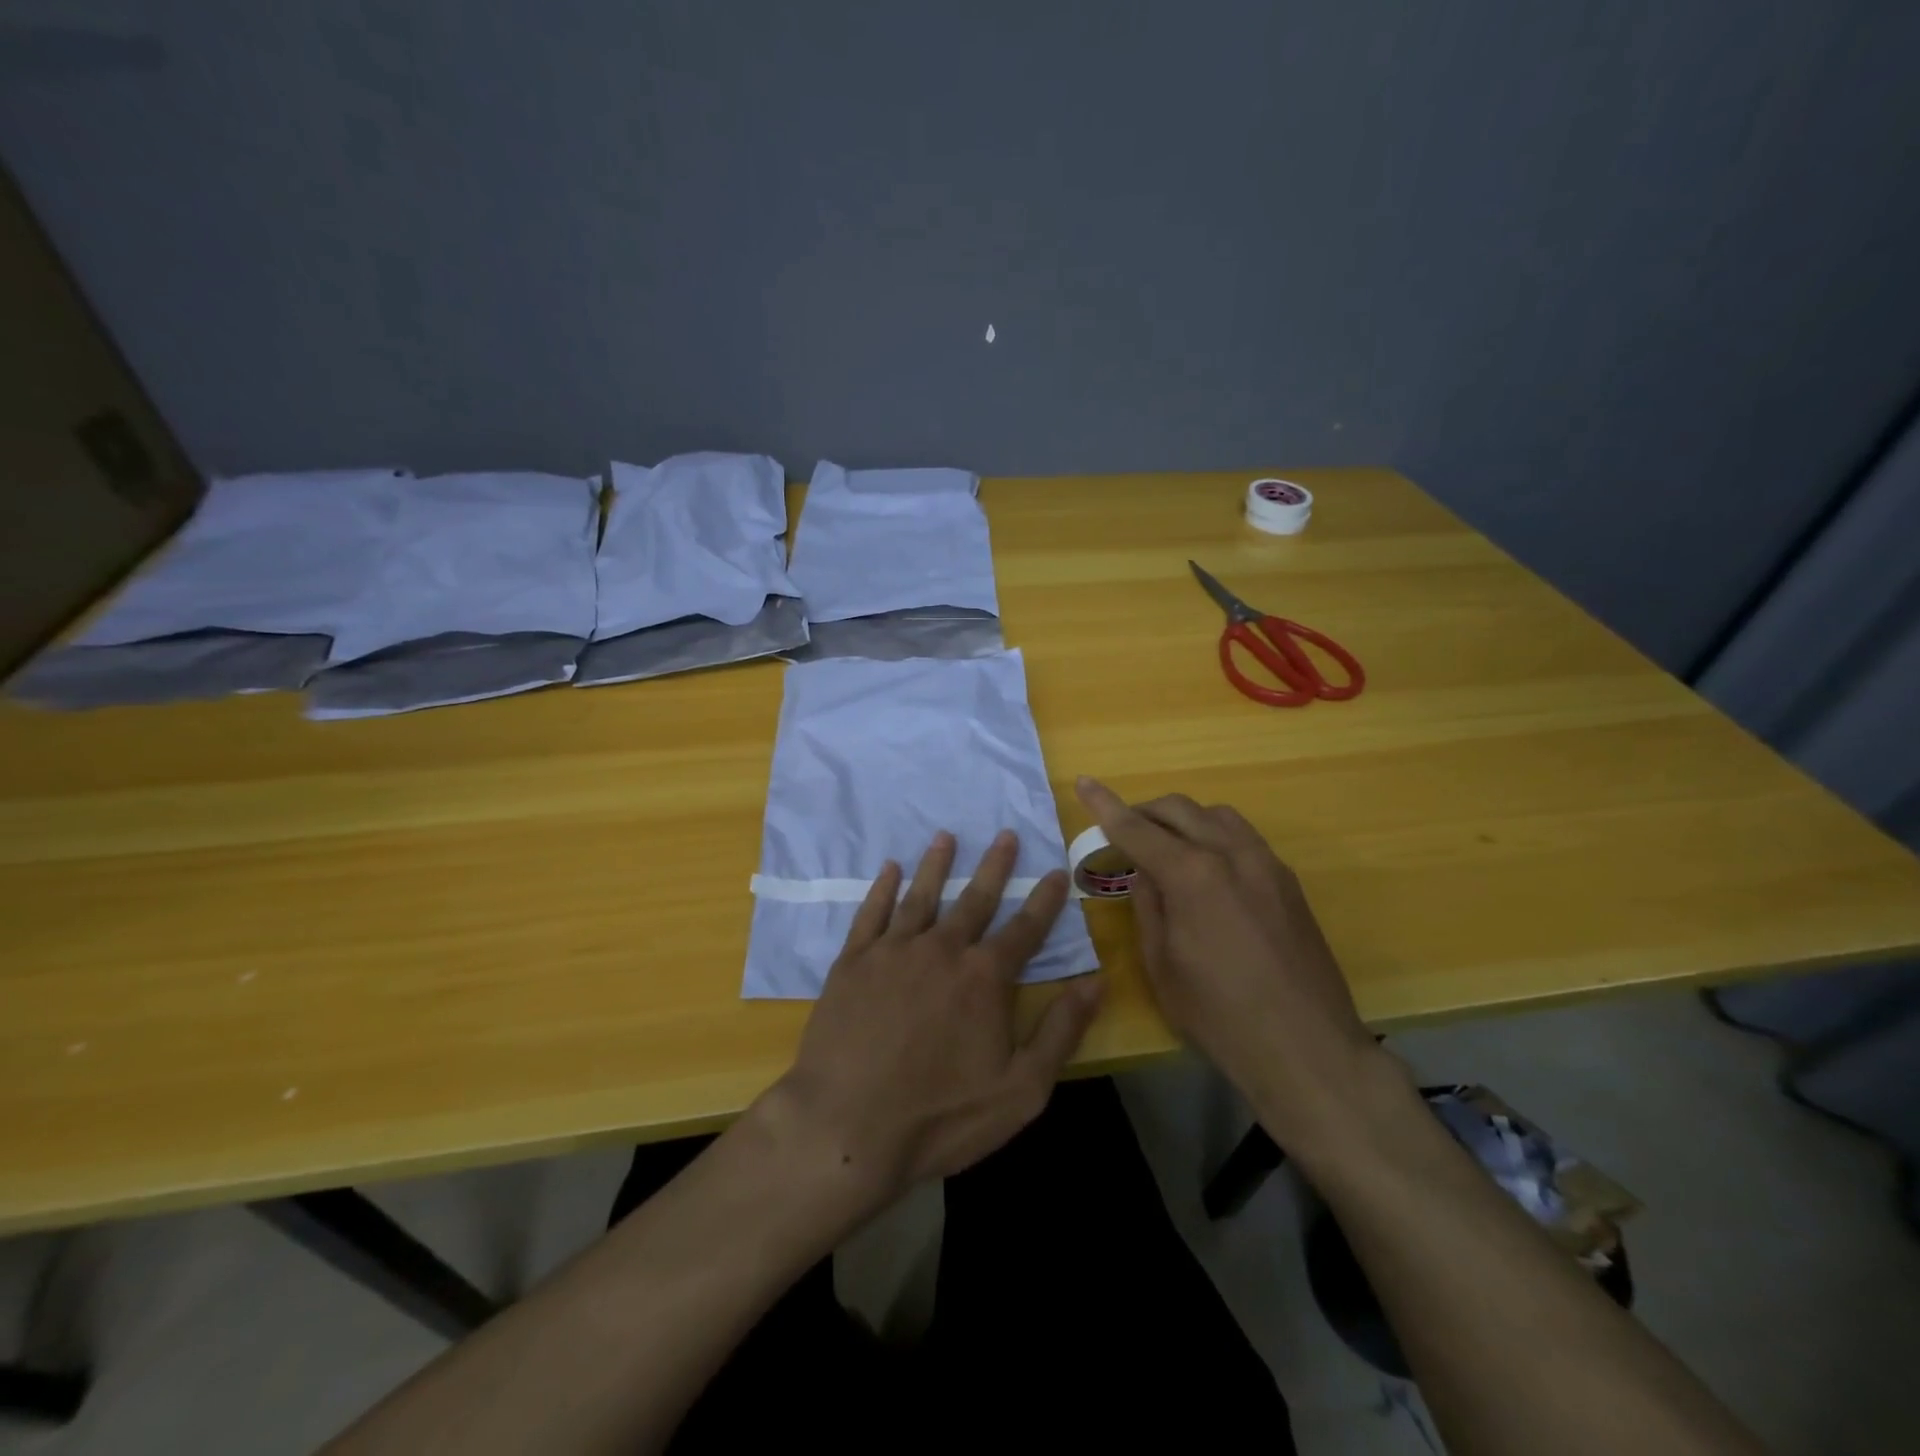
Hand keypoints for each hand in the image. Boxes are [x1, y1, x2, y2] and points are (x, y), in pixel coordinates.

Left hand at [769, 829, 1102, 1200]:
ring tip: (946, 836)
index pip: (1025, 929)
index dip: (1044, 900)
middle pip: (975, 899)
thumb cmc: (941, 1116)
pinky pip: (871, 913)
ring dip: (937, 864)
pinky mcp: (853, 962)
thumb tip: (1098, 981)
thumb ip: (1061, 1030)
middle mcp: (942, 949)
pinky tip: (890, 869)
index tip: (1055, 872)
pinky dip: (882, 888)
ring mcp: (893, 951)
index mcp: (984, 977)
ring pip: (921, 895)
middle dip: (995, 866)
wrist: (846, 1127)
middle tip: (1005, 834)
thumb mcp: (1020, 1089)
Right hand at [1074, 776, 1390, 1154]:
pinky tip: (1207, 870)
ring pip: (1216, 815)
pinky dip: (1213, 836)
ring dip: (1182, 820)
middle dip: (1144, 811)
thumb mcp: (1161, 965)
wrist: (1307, 1047)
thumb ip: (1148, 905)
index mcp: (1192, 875)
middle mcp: (1231, 854)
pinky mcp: (1288, 881)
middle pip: (1179, 809)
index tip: (1085, 783)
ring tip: (1165, 848)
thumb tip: (1144, 872)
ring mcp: (1266, 864)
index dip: (1105, 805)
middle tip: (1121, 832)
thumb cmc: (1219, 1015)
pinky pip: (1243, 837)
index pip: (1137, 828)